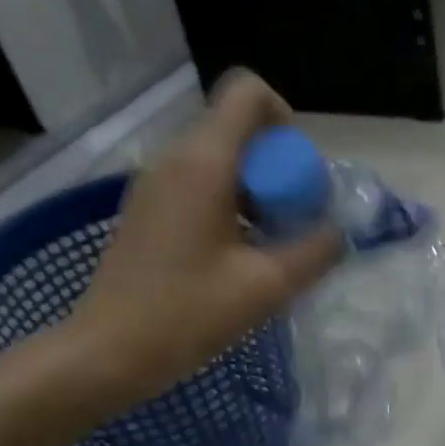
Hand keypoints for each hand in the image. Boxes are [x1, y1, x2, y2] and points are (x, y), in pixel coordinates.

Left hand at [72, 70, 342, 404]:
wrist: (107, 352)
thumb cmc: (186, 316)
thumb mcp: (265, 287)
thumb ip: (315, 252)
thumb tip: (337, 233)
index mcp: (203, 162)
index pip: (249, 93)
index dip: (286, 121)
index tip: (299, 178)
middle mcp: (174, 158)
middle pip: (239, 129)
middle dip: (278, 168)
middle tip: (292, 223)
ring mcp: (154, 183)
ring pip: (220, 160)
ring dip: (256, 191)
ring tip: (268, 247)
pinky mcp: (147, 210)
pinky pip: (198, 185)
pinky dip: (229, 206)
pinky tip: (235, 258)